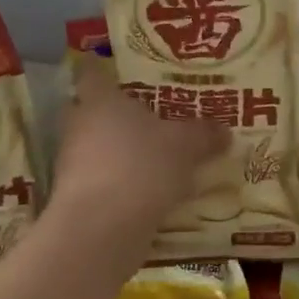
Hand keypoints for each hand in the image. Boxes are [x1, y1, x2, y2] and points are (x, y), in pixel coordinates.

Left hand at [52, 58, 226, 230]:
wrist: (102, 229)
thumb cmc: (141, 166)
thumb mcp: (185, 145)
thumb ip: (204, 134)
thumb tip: (225, 130)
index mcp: (100, 99)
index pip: (93, 73)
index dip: (105, 70)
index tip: (121, 72)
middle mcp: (80, 125)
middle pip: (94, 112)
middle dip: (119, 115)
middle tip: (152, 118)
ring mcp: (73, 164)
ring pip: (98, 148)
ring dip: (121, 153)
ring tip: (157, 159)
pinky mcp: (76, 198)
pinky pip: (103, 181)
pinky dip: (122, 184)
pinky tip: (149, 193)